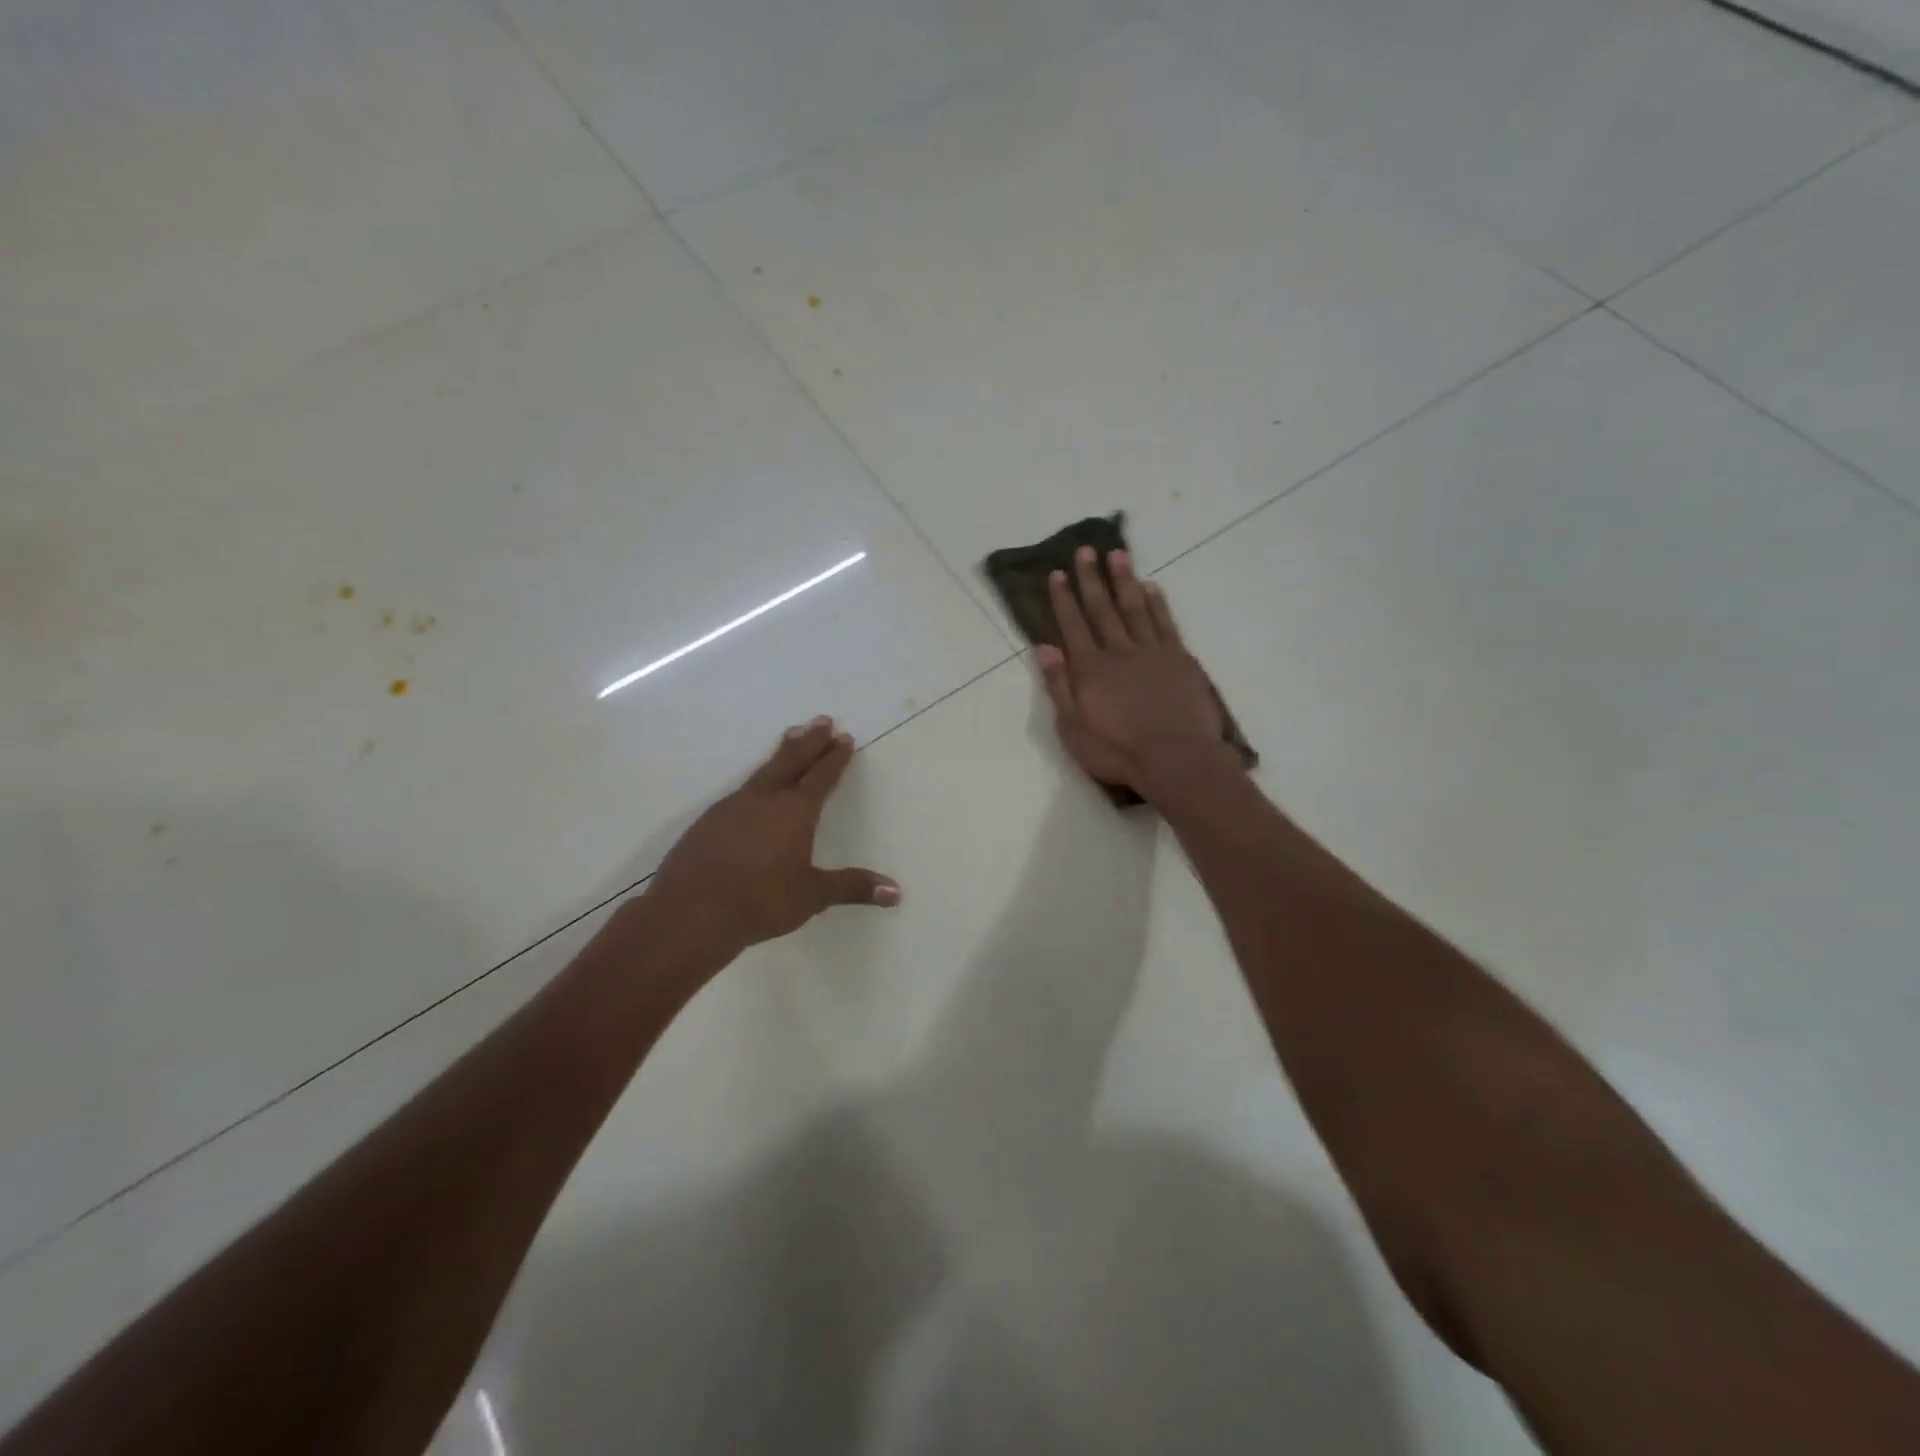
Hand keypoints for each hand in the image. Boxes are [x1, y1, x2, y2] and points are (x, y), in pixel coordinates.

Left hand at [646, 717, 899, 962]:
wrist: (690, 912)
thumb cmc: (760, 902)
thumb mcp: (812, 896)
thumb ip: (853, 888)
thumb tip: (896, 892)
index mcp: (796, 811)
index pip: (821, 776)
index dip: (835, 757)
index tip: (845, 737)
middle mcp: (766, 799)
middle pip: (792, 760)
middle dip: (810, 740)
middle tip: (822, 719)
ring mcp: (733, 806)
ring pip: (764, 770)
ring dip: (782, 752)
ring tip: (791, 736)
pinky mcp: (709, 820)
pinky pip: (742, 789)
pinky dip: (758, 778)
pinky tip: (755, 788)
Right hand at [1036, 547, 1234, 799]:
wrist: (1177, 759)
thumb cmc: (1118, 751)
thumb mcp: (1073, 728)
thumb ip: (1059, 686)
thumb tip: (1044, 648)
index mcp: (1089, 669)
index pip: (1073, 626)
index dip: (1064, 599)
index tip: (1058, 573)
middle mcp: (1118, 651)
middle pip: (1102, 609)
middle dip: (1092, 579)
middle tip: (1086, 550)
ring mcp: (1152, 652)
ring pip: (1135, 608)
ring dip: (1124, 580)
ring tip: (1118, 554)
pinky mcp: (1179, 659)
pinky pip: (1165, 623)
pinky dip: (1158, 603)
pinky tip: (1152, 586)